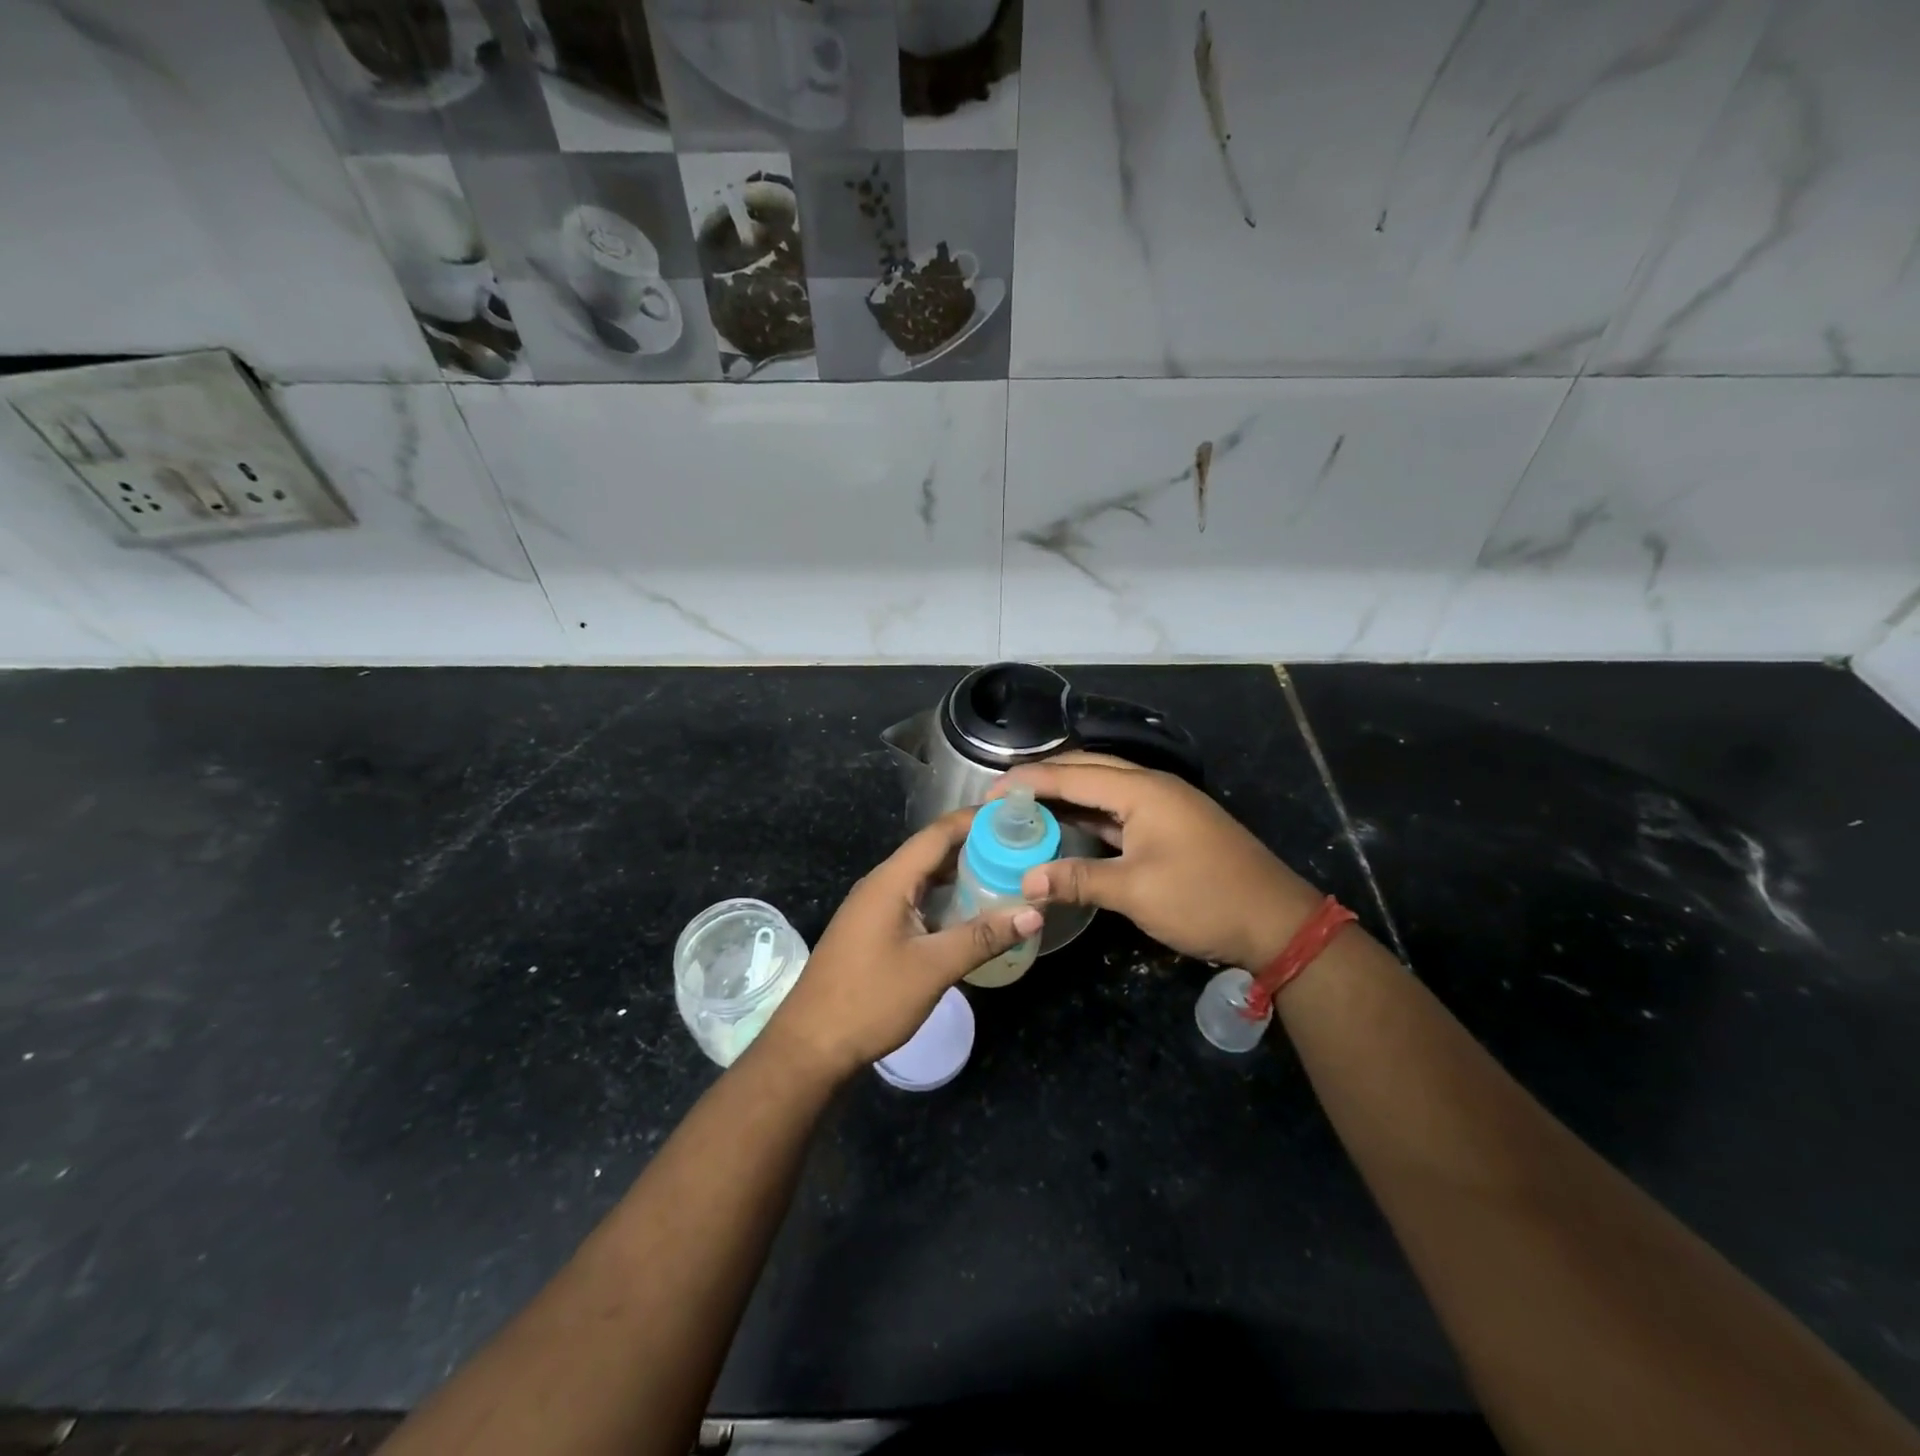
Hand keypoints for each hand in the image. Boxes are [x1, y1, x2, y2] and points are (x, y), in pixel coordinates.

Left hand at [759, 809, 1043, 1084]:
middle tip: (1020, 848)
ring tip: (1005, 875)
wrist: (811, 1045)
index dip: (975, 820)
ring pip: (924, 879)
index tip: (1015, 816)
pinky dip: (945, 899)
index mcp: (891, 881)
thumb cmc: (871, 1000)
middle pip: (932, 852)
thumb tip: (1034, 912)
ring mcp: (874, 908)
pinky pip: (916, 901)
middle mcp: (881, 884)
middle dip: (975, 846)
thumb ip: (983, 937)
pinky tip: (971, 914)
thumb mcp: (933, 968)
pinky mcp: (874, 930)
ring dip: (961, 874)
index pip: (938, 833)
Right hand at [995, 753, 1322, 971]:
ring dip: (1068, 794)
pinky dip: (1090, 814)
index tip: (991, 791)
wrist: (1277, 922)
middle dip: (1046, 777)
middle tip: (1005, 795)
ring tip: (1027, 806)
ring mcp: (1165, 806)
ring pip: (1105, 788)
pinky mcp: (1171, 827)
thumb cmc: (1203, 899)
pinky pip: (1120, 810)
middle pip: (1089, 769)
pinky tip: (1068, 826)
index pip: (1074, 774)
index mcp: (1143, 790)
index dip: (1030, 780)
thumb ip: (1077, 880)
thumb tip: (1026, 882)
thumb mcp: (1135, 891)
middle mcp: (1153, 787)